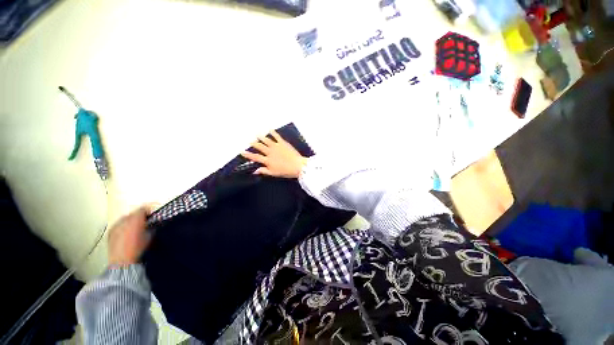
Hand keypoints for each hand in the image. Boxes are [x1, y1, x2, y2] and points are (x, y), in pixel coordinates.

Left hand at [108, 206, 152, 266]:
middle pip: (133, 213)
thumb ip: (152, 227)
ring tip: (136, 228)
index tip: (152, 215)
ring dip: (131, 221)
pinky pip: (118, 225)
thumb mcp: (150, 236)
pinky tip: (127, 233)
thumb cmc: (138, 248)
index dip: (149, 211)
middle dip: (139, 216)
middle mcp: (124, 220)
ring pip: (125, 218)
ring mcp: (115, 226)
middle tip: (145, 222)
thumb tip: (153, 223)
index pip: (143, 209)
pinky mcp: (110, 232)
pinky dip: (123, 226)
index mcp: (135, 219)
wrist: (122, 261)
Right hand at [241, 130, 307, 178]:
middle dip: (254, 144)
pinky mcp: (283, 143)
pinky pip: (277, 136)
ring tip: (257, 135)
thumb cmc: (286, 171)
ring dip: (261, 137)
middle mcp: (270, 152)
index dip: (248, 154)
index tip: (242, 151)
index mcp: (267, 160)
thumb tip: (255, 171)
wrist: (298, 165)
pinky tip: (270, 130)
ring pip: (266, 140)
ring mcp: (276, 146)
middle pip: (260, 147)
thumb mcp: (274, 173)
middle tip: (251, 141)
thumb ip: (264, 171)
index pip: (255, 157)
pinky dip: (273, 133)